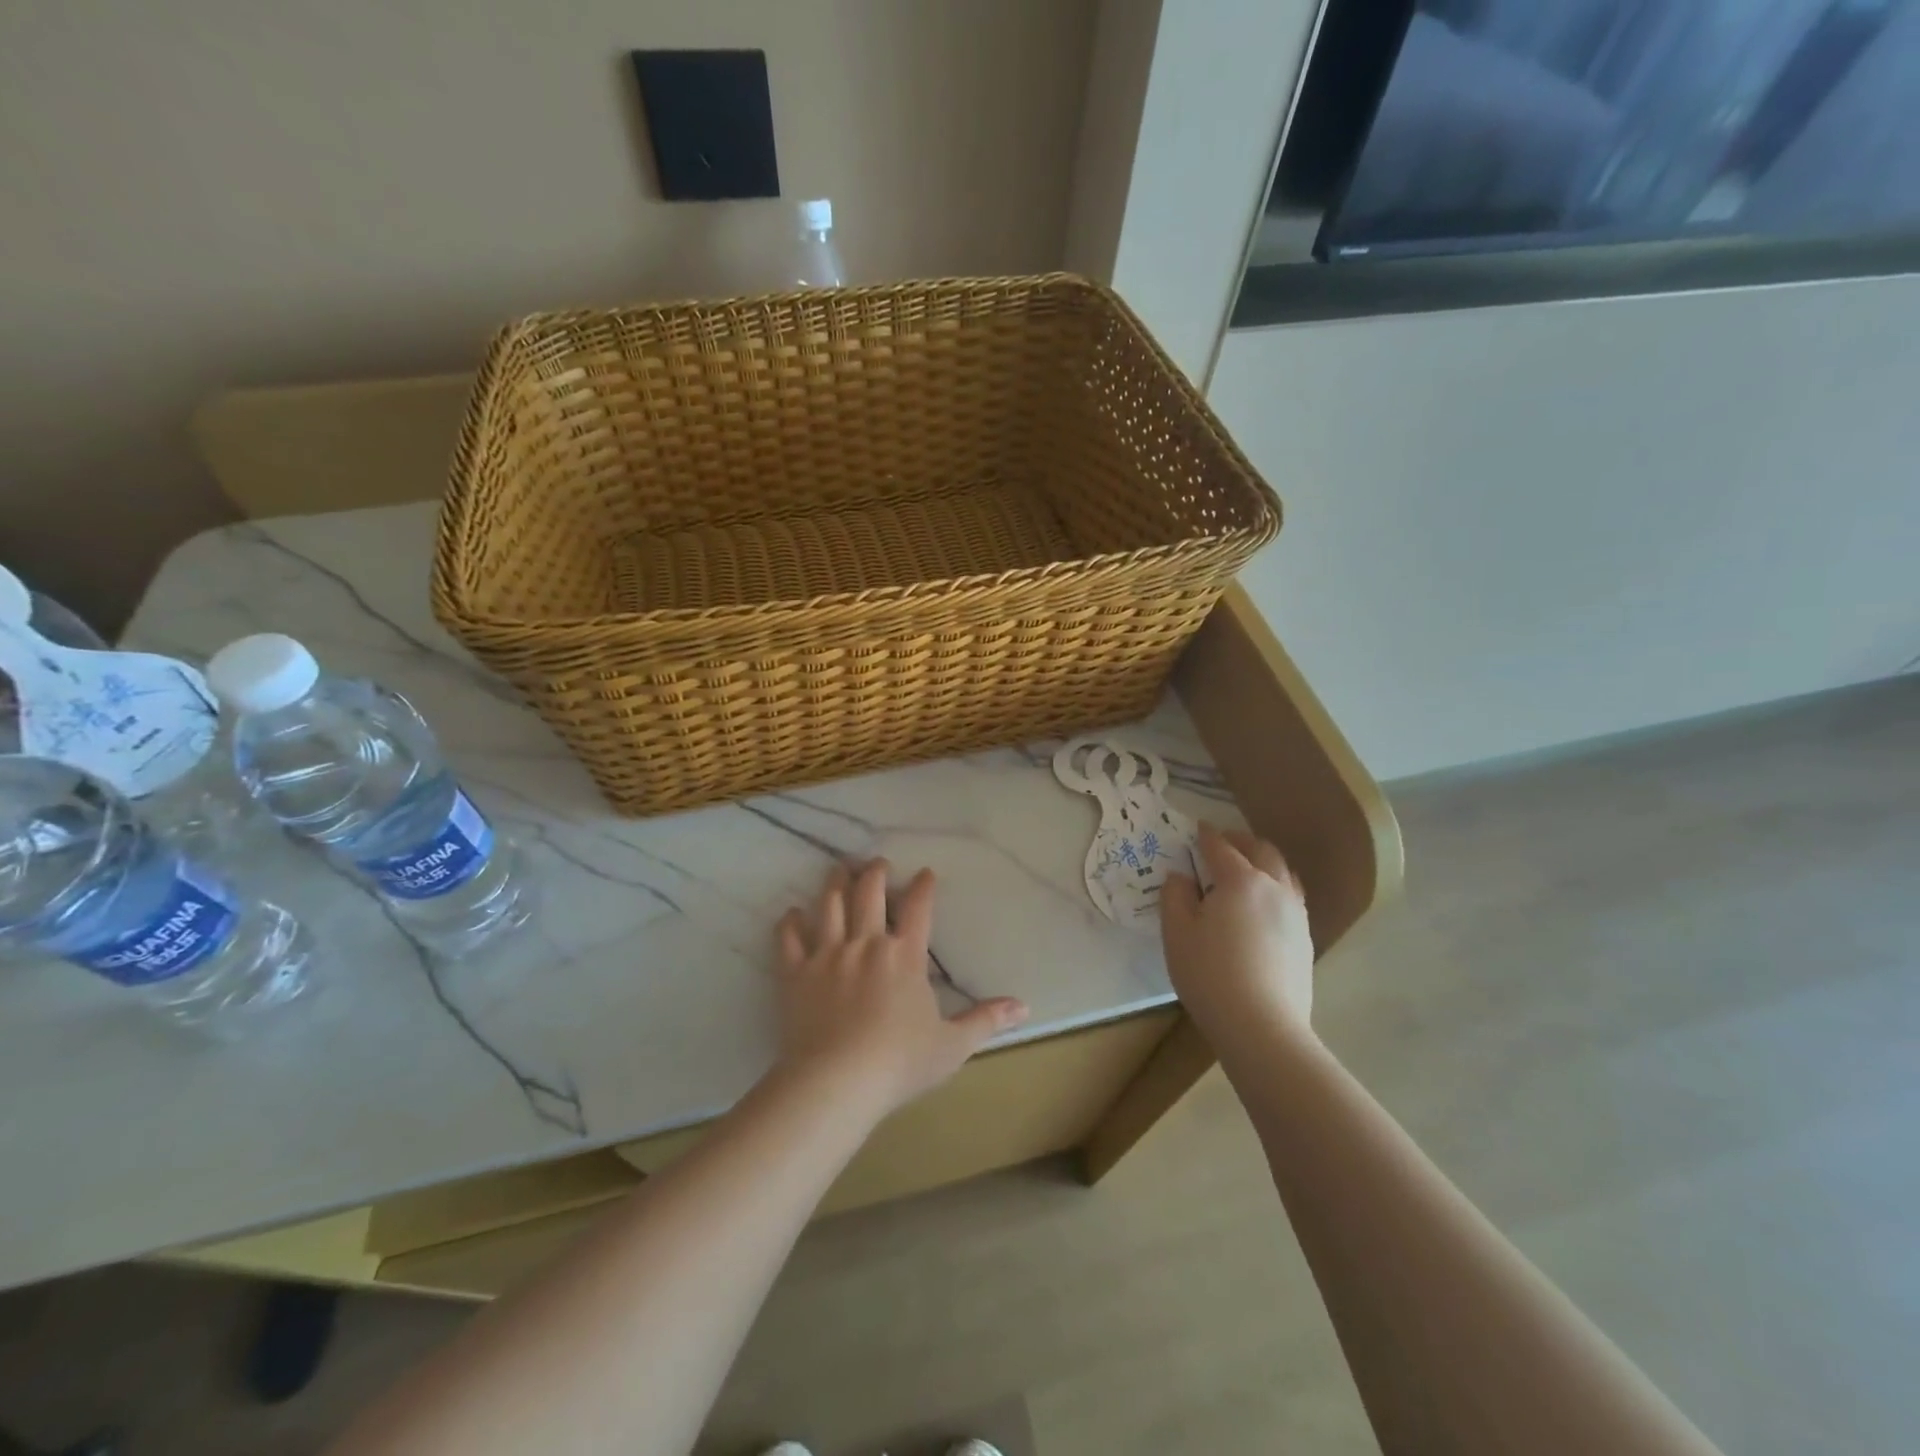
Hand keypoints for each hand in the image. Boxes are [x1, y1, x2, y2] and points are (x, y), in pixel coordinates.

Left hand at [775, 861, 1027, 1119]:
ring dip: (835, 884)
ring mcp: (828, 955)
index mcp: (904, 956)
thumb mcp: (952, 1045)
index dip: (923, 887)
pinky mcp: (796, 973)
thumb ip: (986, 1020)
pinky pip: (789, 938)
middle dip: (874, 873)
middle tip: (876, 863)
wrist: (837, 1081)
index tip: (925, 873)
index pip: (918, 909)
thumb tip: (1024, 1006)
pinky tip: (792, 913)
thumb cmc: (899, 1062)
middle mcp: (866, 943)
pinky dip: (790, 922)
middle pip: (869, 893)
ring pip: (829, 905)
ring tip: (838, 870)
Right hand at [1162, 823, 1315, 1049]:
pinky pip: (1291, 898)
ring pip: (1283, 873)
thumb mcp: (1177, 933)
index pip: (1221, 847)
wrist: (1262, 1027)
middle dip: (1241, 841)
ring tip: (1247, 869)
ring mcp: (1295, 914)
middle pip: (1262, 851)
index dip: (1206, 835)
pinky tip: (1263, 906)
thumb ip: (1175, 896)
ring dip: (1263, 862)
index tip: (1197, 828)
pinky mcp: (1305, 939)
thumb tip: (1181, 876)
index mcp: (1240, 880)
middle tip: (1223, 842)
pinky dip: (1275, 887)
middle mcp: (1274, 888)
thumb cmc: (1210, 974)